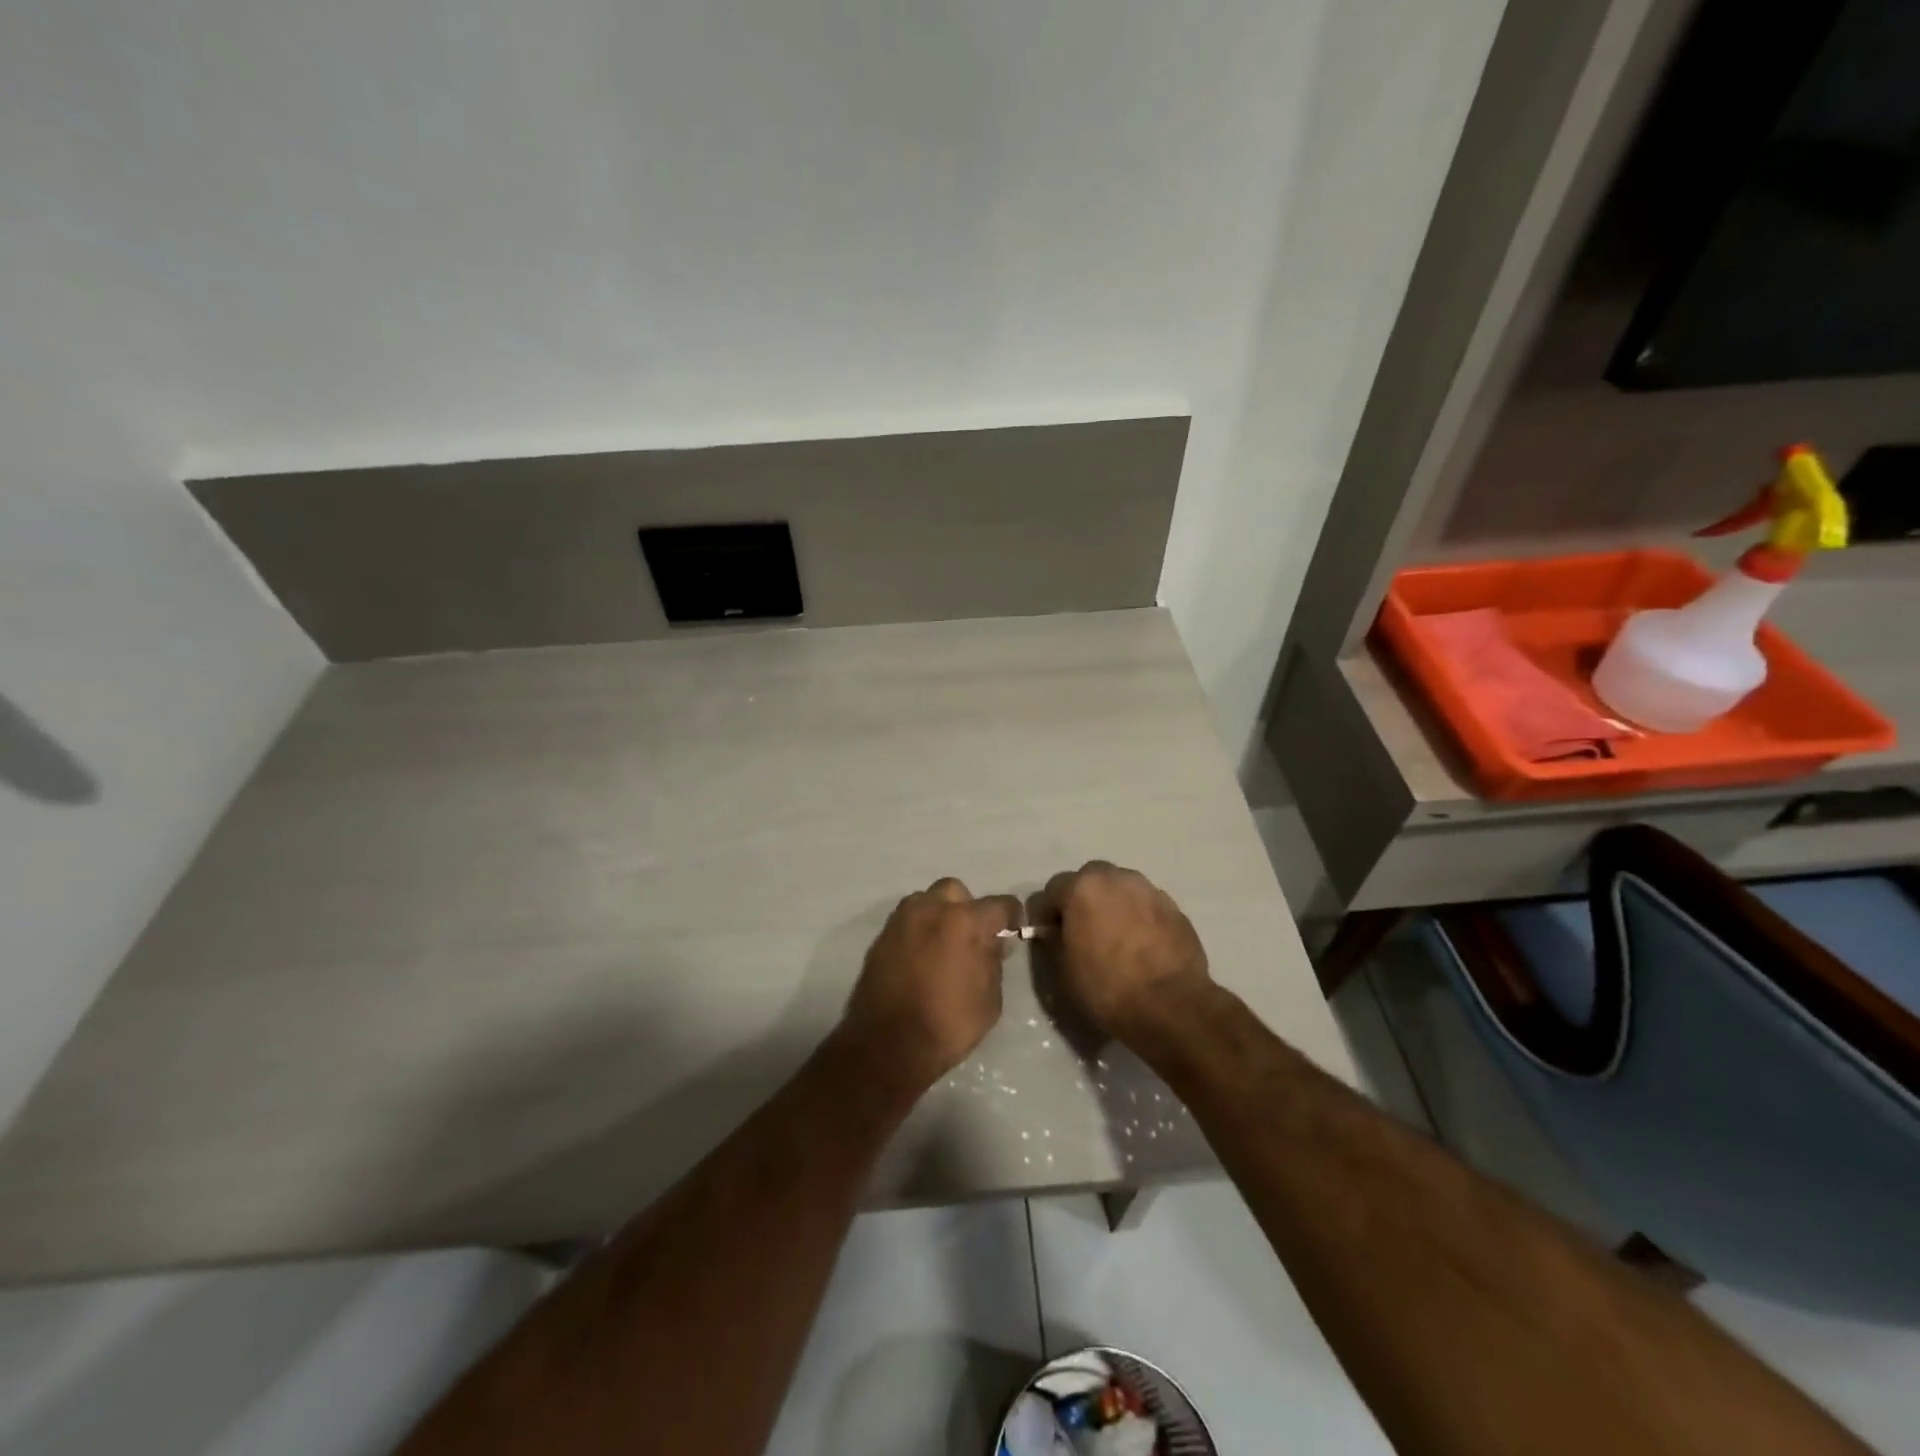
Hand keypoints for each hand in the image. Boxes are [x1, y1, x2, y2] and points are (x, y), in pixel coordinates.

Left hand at [836, 878, 1019, 1095]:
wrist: (888, 1045)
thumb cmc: (948, 1025)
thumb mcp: (990, 999)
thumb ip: (993, 960)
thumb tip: (992, 942)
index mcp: (965, 921)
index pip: (1000, 904)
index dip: (1011, 917)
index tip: (1011, 932)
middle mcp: (932, 909)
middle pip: (956, 892)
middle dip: (967, 908)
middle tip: (971, 938)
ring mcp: (902, 920)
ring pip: (926, 901)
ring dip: (938, 915)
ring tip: (942, 946)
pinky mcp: (881, 936)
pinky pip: (906, 922)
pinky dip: (917, 932)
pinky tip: (919, 959)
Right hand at [1034, 862, 1211, 1046]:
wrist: (1172, 1007)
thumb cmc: (1108, 989)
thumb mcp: (1063, 971)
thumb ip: (1055, 940)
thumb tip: (1056, 930)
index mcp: (1083, 888)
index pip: (1052, 889)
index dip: (1046, 913)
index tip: (1048, 935)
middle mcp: (1117, 878)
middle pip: (1090, 879)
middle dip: (1082, 899)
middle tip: (1082, 931)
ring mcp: (1150, 890)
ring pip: (1121, 889)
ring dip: (1112, 905)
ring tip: (1114, 937)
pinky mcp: (1175, 908)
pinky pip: (1145, 905)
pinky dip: (1138, 917)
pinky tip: (1140, 945)